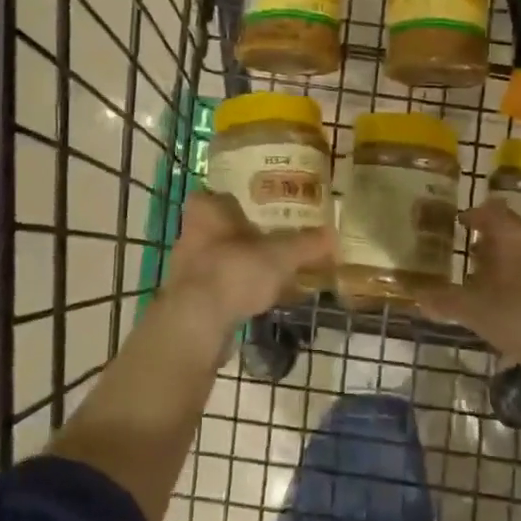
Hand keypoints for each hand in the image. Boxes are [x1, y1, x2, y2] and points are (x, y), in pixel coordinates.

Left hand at [158, 191, 331, 344]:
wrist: (195, 325)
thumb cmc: (234, 272)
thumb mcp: (280, 256)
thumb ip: (306, 244)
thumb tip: (334, 235)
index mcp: (206, 212)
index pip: (213, 195)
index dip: (232, 199)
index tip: (255, 206)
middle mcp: (190, 235)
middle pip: (217, 228)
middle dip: (241, 234)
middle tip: (271, 237)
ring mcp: (186, 270)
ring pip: (216, 258)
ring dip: (238, 264)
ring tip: (270, 271)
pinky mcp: (188, 301)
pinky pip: (216, 288)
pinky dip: (234, 291)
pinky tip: (257, 300)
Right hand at [419, 198, 520, 385]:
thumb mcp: (480, 314)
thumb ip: (448, 302)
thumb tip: (416, 293)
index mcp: (514, 237)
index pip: (491, 211)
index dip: (473, 215)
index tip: (460, 224)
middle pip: (514, 230)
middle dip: (492, 242)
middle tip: (474, 259)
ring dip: (515, 262)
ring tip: (498, 286)